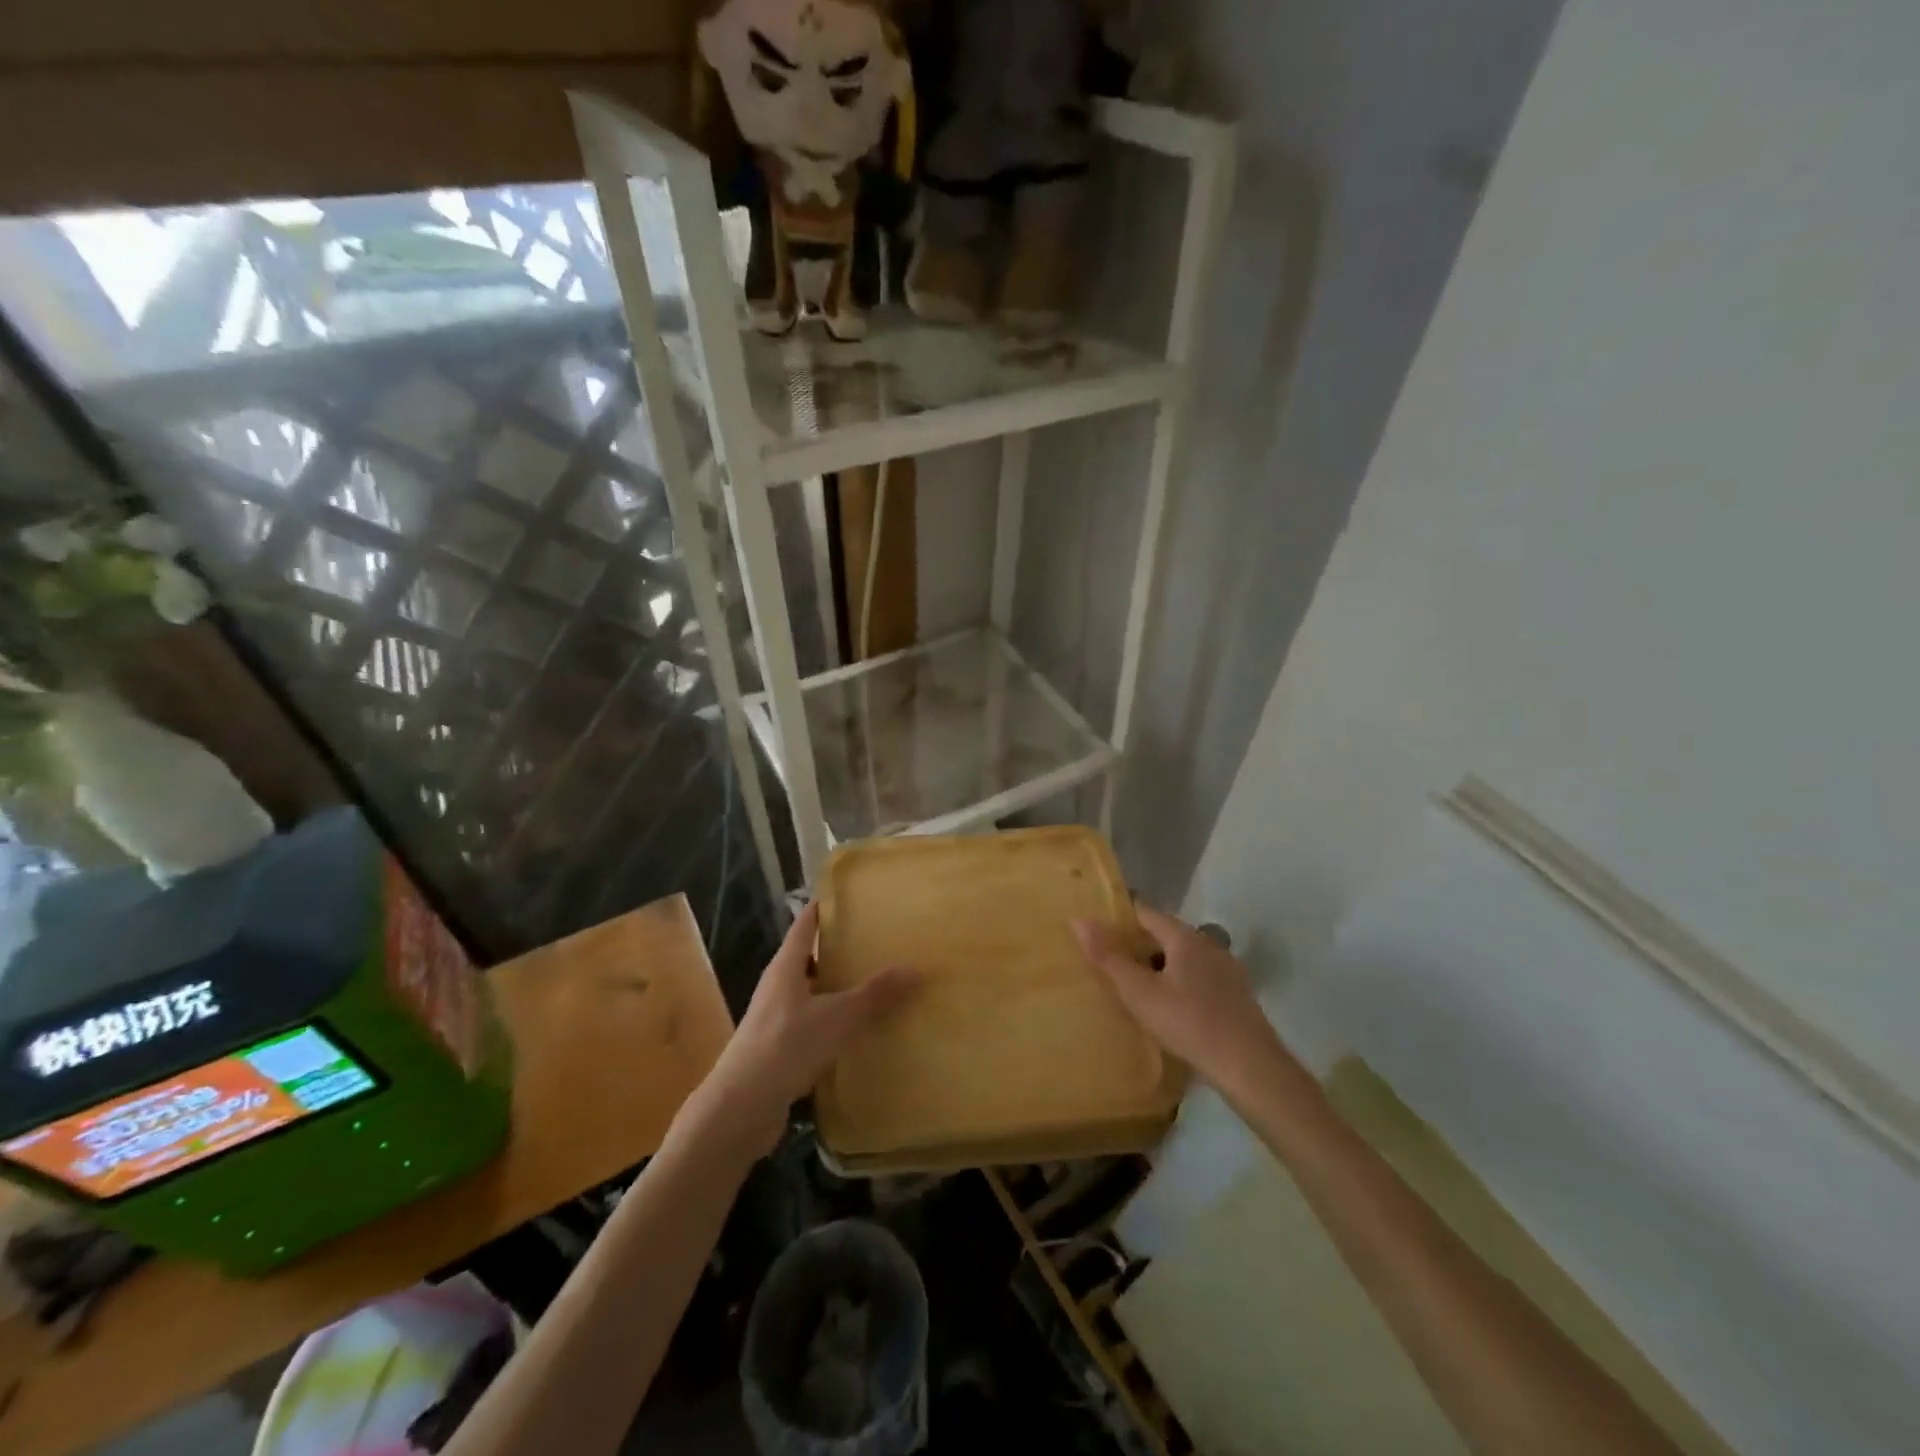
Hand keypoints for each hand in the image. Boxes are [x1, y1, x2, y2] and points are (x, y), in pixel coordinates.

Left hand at [691, 902, 918, 1157]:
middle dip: (840, 950)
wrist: (740, 1109)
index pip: (805, 924)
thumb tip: (915, 967)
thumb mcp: (837, 1017)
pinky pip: (812, 1025)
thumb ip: (875, 994)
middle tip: (878, 942)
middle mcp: (778, 987)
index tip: (854, 898)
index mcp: (786, 967)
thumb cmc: (785, 1048)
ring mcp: (776, 1020)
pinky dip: (834, 1022)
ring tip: (876, 985)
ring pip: (812, 993)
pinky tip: (858, 1032)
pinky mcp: (779, 1050)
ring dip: (838, 988)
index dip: (826, 908)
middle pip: (809, 958)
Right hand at [1073, 904, 1289, 1104]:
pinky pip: (1198, 976)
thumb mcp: (1140, 994)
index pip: (1145, 912)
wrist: (1251, 1068)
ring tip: (1134, 985)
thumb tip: (1079, 920)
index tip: (1095, 929)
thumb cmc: (1190, 1024)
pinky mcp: (1236, 994)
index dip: (1119, 917)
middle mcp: (1209, 944)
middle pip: (1165, 933)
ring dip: (1158, 964)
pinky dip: (1178, 981)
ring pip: (1183, 956)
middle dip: (1137, 943)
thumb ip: (1109, 957)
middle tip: (1107, 960)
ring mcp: (1226, 969)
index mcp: (1185, 937)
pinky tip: (1169, 1006)